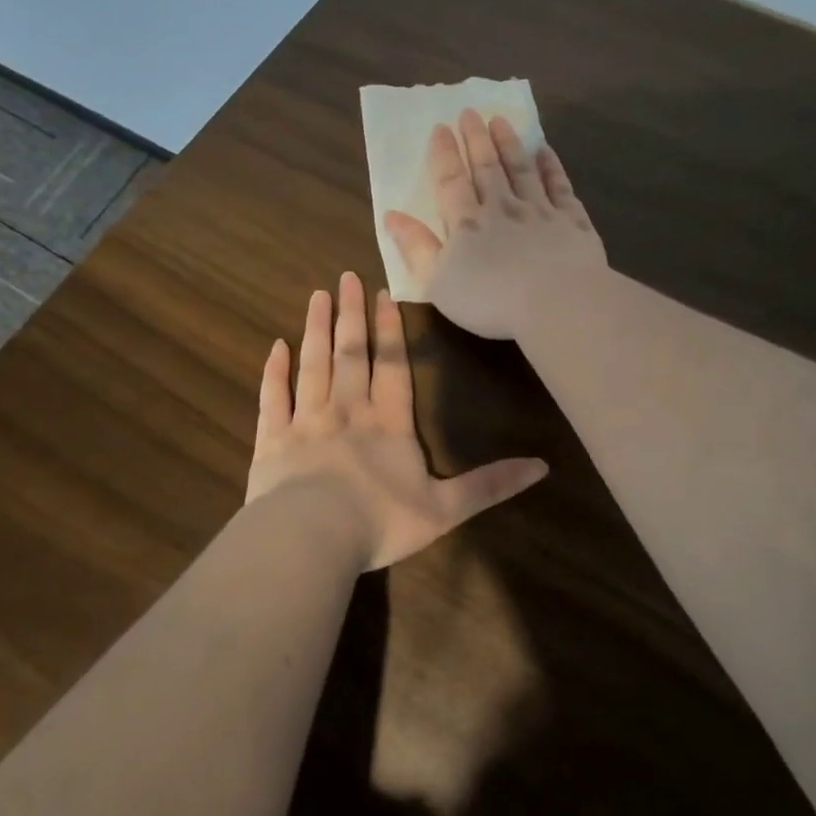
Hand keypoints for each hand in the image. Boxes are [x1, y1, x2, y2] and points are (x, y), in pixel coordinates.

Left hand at [246, 271, 547, 569]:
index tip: (384, 294)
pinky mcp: (272, 438)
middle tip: (346, 277)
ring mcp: (306, 420)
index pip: (392, 366)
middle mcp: (348, 410)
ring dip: (316, 329)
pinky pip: (273, 396)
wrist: (311, 537)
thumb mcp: (446, 509)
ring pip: (313, 364)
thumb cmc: (380, 522)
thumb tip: (542, 466)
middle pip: (351, 354)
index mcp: (389, 423)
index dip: (390, 330)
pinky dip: (274, 371)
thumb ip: (489, 484)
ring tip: (318, 296)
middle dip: (351, 315)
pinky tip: (275, 346)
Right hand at [384, 110, 607, 340]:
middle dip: (476, 139)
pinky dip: (552, 167)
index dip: (444, 154)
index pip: (451, 182)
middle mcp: (503, 208)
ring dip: (510, 144)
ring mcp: (540, 212)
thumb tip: (392, 215)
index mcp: (467, 224)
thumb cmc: (490, 300)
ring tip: (501, 121)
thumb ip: (416, 248)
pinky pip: (560, 187)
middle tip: (470, 112)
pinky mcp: (572, 221)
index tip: (440, 127)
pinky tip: (546, 152)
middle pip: (487, 167)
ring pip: (522, 170)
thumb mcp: (438, 282)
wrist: (557, 303)